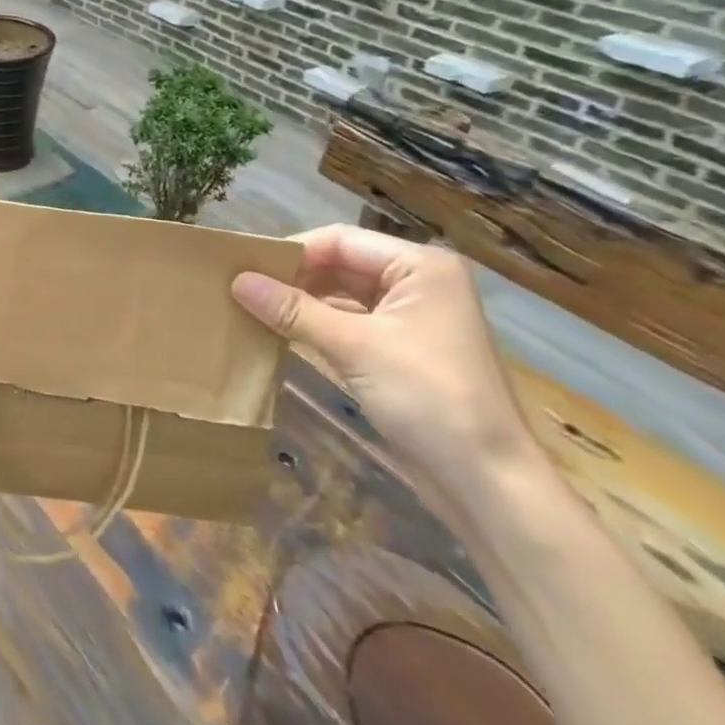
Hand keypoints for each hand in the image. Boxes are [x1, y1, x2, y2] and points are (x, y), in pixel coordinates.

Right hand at [232, 225, 538, 493]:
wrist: (488, 483)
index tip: (244, 266)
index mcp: (420, 266)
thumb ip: (293, 310)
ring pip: (343, 294)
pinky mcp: (403, 349)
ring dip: (302, 302)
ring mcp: (412, 317)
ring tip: (252, 307)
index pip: (340, 240)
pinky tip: (281, 333)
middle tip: (242, 288)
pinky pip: (351, 323)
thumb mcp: (354, 347)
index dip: (291, 252)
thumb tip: (236, 280)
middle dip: (294, 277)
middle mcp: (419, 282)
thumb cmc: (428, 398)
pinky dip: (318, 326)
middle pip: (341, 264)